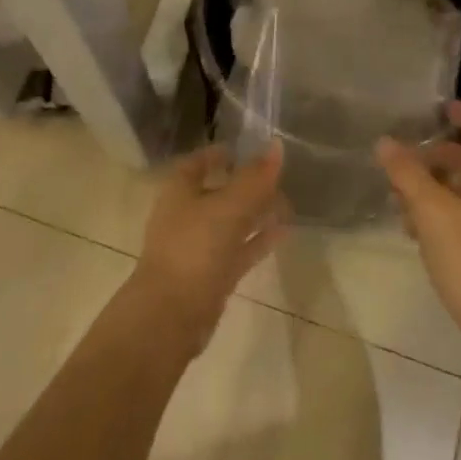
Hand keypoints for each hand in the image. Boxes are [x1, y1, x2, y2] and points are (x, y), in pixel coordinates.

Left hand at [128, 142, 288, 353]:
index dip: (220, 154)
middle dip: (247, 184)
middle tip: (279, 177)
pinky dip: (260, 239)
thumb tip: (277, 145)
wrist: (172, 314)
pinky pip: (240, 249)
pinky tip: (285, 231)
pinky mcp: (213, 274)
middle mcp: (186, 215)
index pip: (198, 163)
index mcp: (179, 191)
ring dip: (258, 212)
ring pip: (232, 222)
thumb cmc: (195, 247)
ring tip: (289, 203)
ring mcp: (199, 247)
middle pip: (219, 192)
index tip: (248, 149)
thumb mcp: (229, 206)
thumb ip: (255, 178)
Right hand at [377, 102, 460, 342]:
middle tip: (403, 158)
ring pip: (460, 191)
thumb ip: (407, 174)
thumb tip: (385, 142)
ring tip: (397, 197)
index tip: (442, 105)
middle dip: (435, 157)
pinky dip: (436, 213)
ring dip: (430, 187)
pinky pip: (458, 216)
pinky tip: (411, 230)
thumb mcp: (431, 210)